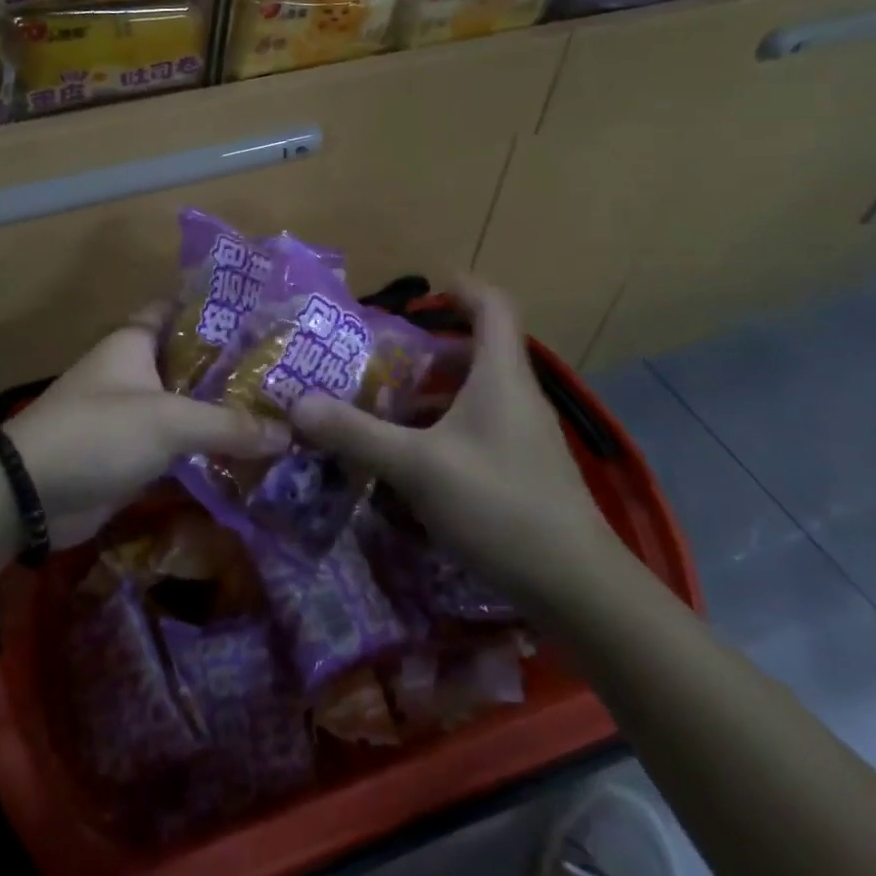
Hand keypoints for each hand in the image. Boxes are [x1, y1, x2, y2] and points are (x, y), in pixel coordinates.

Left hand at [4, 306, 288, 545]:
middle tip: (291, 368)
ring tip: (284, 408)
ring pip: (190, 403)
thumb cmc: (97, 432)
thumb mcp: (167, 421)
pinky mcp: (137, 452)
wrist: (31, 495)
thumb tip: (290, 433)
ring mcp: (136, 412)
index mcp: (136, 341)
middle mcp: (137, 370)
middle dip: (235, 365)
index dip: (218, 306)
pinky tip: (252, 451)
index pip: (180, 308)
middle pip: (193, 360)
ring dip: (226, 409)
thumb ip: (228, 425)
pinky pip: (182, 442)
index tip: (264, 311)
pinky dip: (210, 446)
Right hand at [289, 279, 621, 598]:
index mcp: (500, 376)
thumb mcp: (417, 467)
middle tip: (382, 362)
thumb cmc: (498, 505)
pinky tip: (413, 465)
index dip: (460, 289)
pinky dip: (444, 432)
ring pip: (475, 396)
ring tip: (385, 413)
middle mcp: (516, 396)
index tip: (421, 292)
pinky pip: (478, 430)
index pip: (492, 307)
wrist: (576, 586)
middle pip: (477, 352)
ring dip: (431, 397)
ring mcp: (524, 436)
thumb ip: (357, 434)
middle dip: (428, 353)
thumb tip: (299, 405)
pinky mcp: (524, 470)